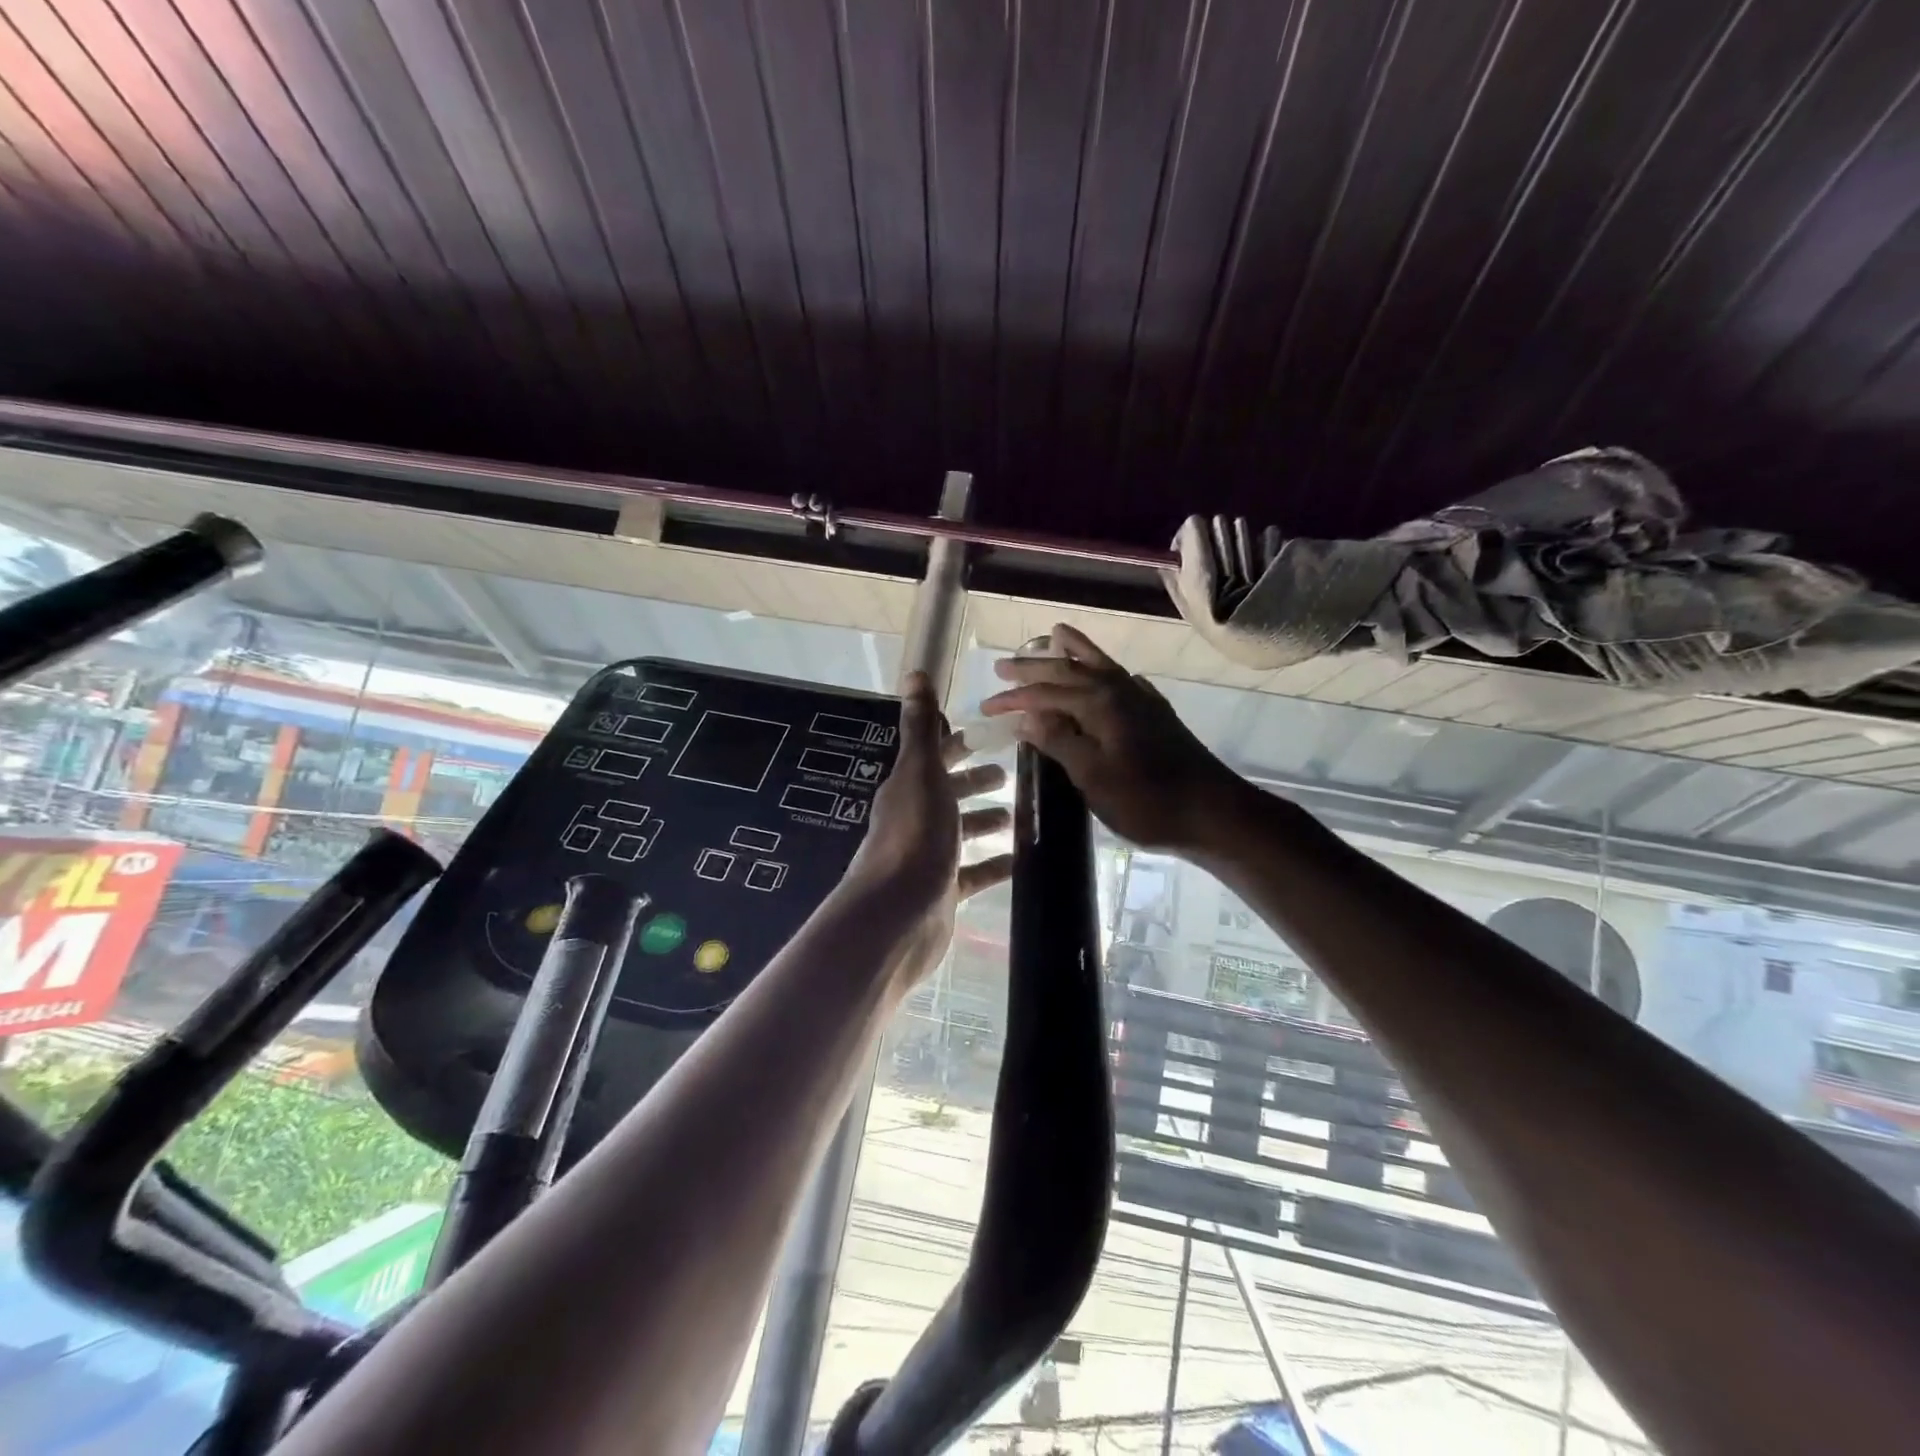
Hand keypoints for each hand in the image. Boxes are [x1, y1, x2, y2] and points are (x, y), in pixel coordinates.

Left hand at [845, 671, 1013, 980]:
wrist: (897, 915)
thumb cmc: (914, 836)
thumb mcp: (921, 774)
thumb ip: (922, 728)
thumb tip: (915, 673)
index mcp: (909, 788)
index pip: (934, 756)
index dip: (956, 743)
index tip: (985, 734)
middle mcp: (916, 819)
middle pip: (948, 792)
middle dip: (975, 781)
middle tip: (1009, 772)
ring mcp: (929, 857)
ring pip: (961, 832)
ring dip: (986, 820)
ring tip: (1018, 814)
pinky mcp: (944, 891)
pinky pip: (974, 873)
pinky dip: (994, 864)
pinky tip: (1019, 859)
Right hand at [981, 624, 1244, 853]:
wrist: (1213, 813)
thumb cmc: (1147, 801)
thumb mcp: (1093, 777)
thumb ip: (1059, 742)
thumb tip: (1026, 718)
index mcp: (1099, 704)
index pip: (1045, 693)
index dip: (1014, 700)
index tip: (986, 707)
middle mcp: (1119, 690)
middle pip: (1069, 670)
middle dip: (1034, 667)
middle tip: (1003, 666)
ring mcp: (1141, 699)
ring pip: (1100, 665)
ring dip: (1074, 651)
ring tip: (1055, 634)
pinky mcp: (1156, 713)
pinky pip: (1121, 679)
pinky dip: (1104, 670)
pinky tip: (1104, 675)